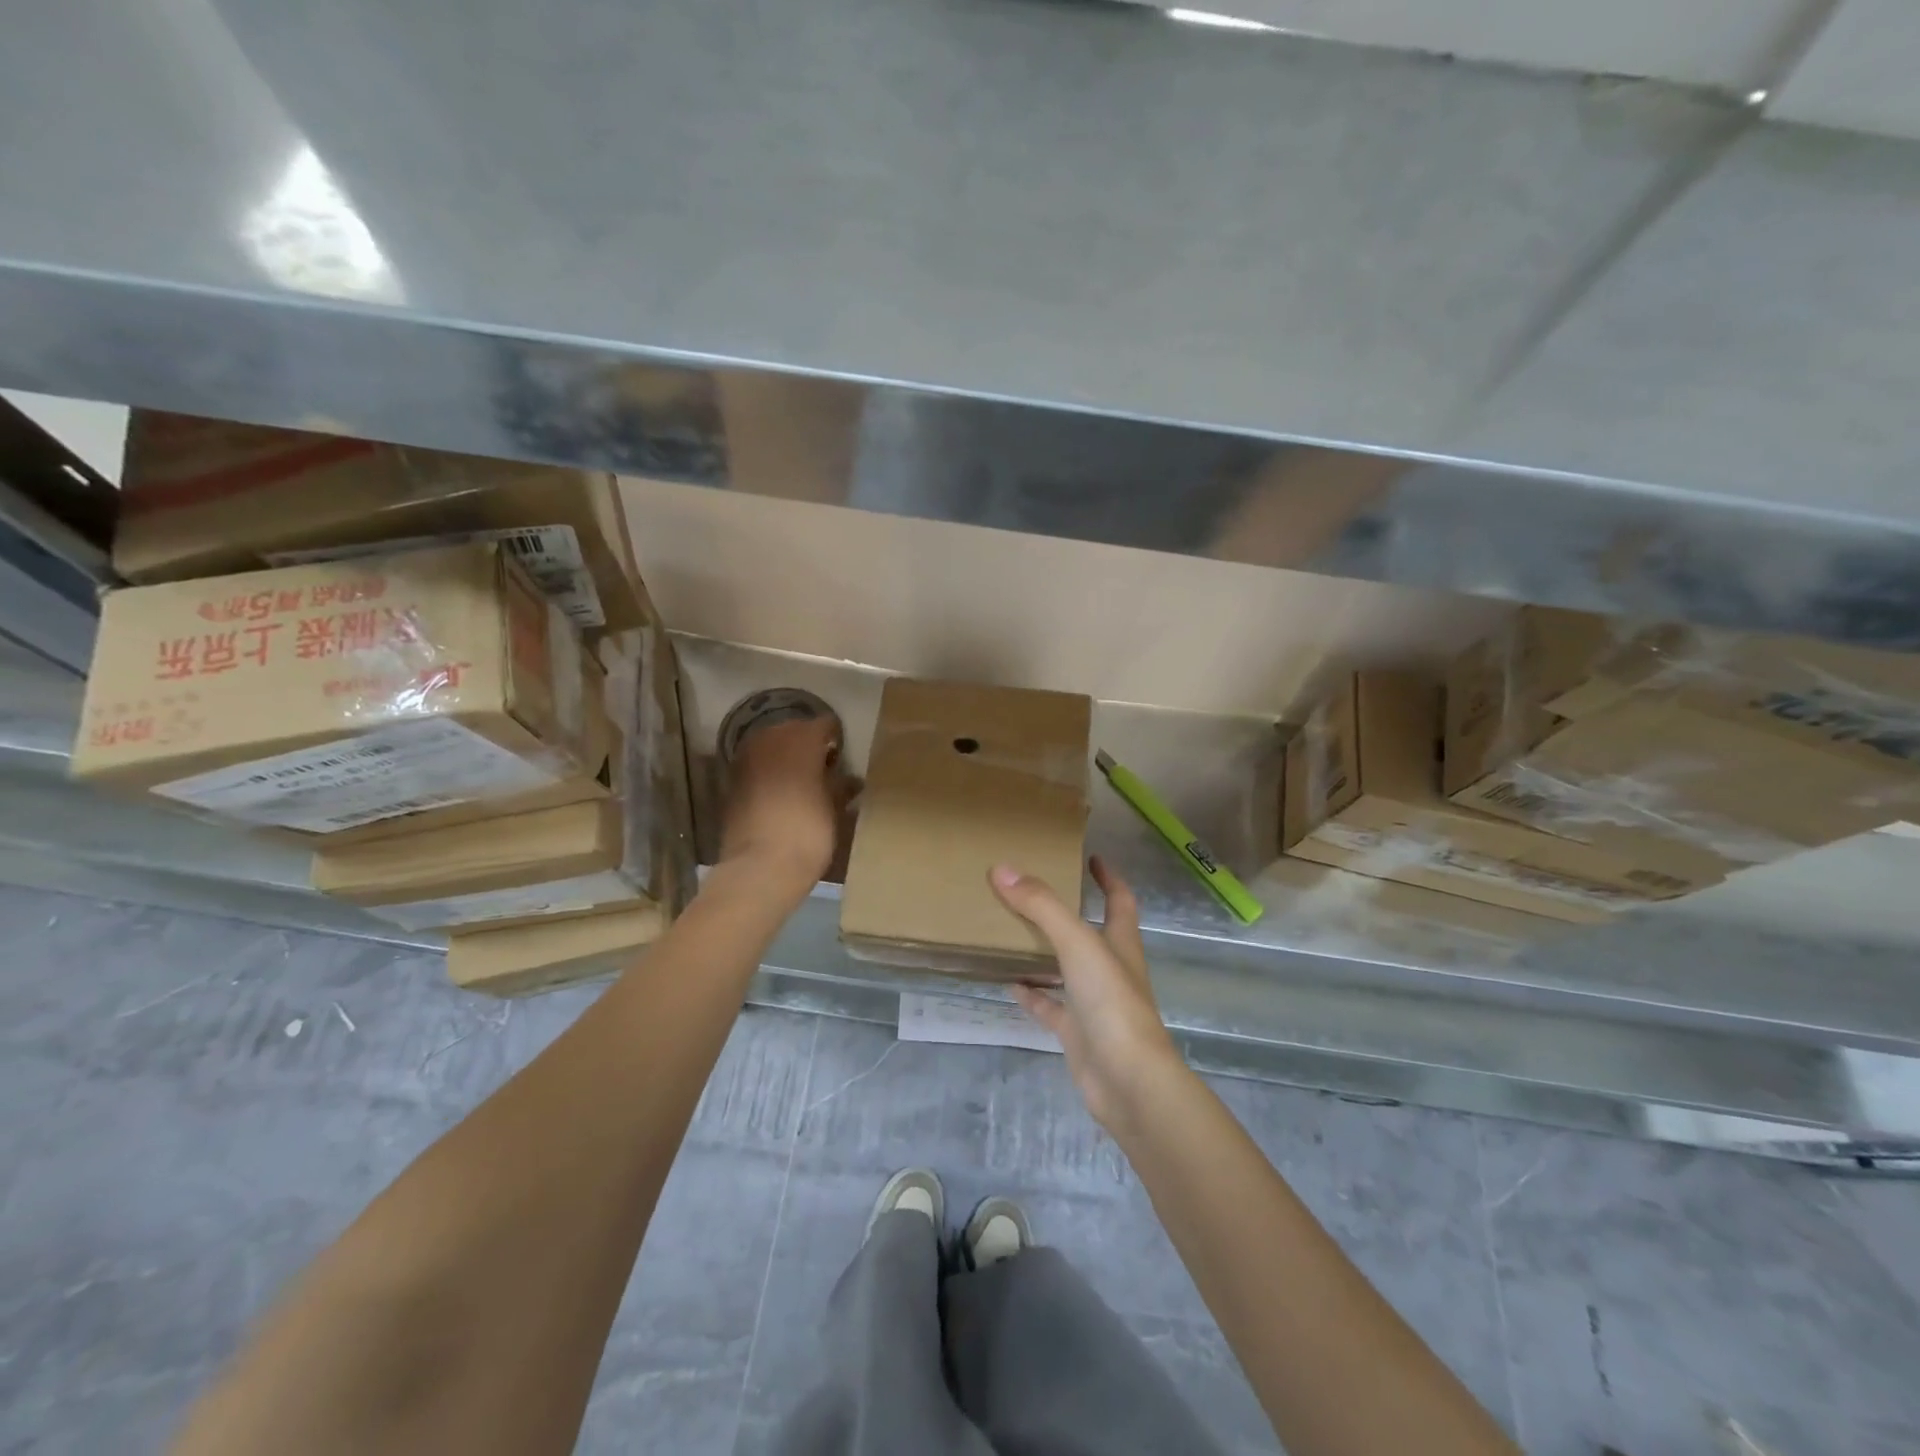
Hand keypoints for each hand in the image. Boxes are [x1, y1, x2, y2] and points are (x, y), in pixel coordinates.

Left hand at [719, 717, 844, 887]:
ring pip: (771, 746)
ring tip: (802, 782)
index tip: (843, 758)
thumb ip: (841, 786)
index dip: (836, 739)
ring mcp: (746, 759)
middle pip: (794, 730)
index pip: (825, 725)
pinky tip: (780, 795)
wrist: (760, 868)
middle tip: (824, 769)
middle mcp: (771, 740)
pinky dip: (768, 773)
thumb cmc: (809, 833)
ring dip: (785, 757)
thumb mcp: (835, 810)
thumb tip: (849, 779)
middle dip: (808, 745)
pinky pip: (756, 766)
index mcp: (802, 739)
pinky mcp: (731, 781)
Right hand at [991, 856, 1188, 1135]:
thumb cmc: (1112, 1002)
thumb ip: (1041, 906)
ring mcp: (1095, 1004)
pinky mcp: (1078, 1033)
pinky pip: (1051, 1007)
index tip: (1090, 858)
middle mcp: (1111, 969)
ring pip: (1067, 969)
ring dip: (1045, 952)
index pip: (1120, 900)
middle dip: (1068, 912)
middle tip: (1033, 892)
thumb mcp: (1077, 943)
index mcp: (1121, 943)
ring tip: (1011, 932)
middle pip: (1091, 932)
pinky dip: (1033, 994)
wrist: (1128, 1082)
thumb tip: (1001, 869)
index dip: (1108, 878)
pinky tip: (1009, 983)